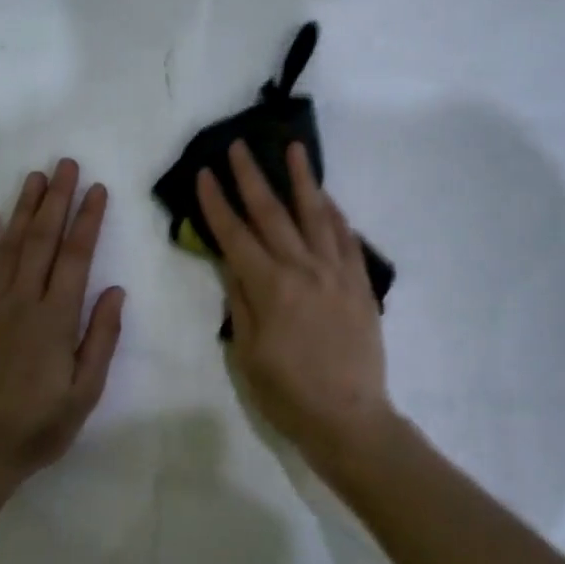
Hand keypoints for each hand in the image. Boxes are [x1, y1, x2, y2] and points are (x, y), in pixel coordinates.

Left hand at [0, 160, 124, 480]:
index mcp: (56, 318)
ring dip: (22, 209)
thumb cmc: (39, 425)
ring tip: (34, 178)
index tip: (97, 189)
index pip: (76, 257)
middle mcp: (22, 302)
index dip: (88, 220)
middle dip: (57, 200)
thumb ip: (101, 337)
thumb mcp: (85, 391)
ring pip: (8, 247)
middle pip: (42, 240)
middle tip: (66, 165)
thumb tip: (115, 290)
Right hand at [196, 141, 396, 470]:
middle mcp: (303, 269)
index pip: (235, 236)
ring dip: (302, 179)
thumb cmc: (288, 394)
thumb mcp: (247, 353)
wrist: (349, 417)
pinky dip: (335, 214)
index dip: (216, 204)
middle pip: (273, 213)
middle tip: (238, 146)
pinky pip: (347, 238)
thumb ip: (239, 302)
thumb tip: (231, 264)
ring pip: (316, 215)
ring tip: (294, 148)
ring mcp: (336, 272)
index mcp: (269, 287)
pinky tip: (327, 198)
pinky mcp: (360, 283)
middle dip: (251, 177)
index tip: (204, 174)